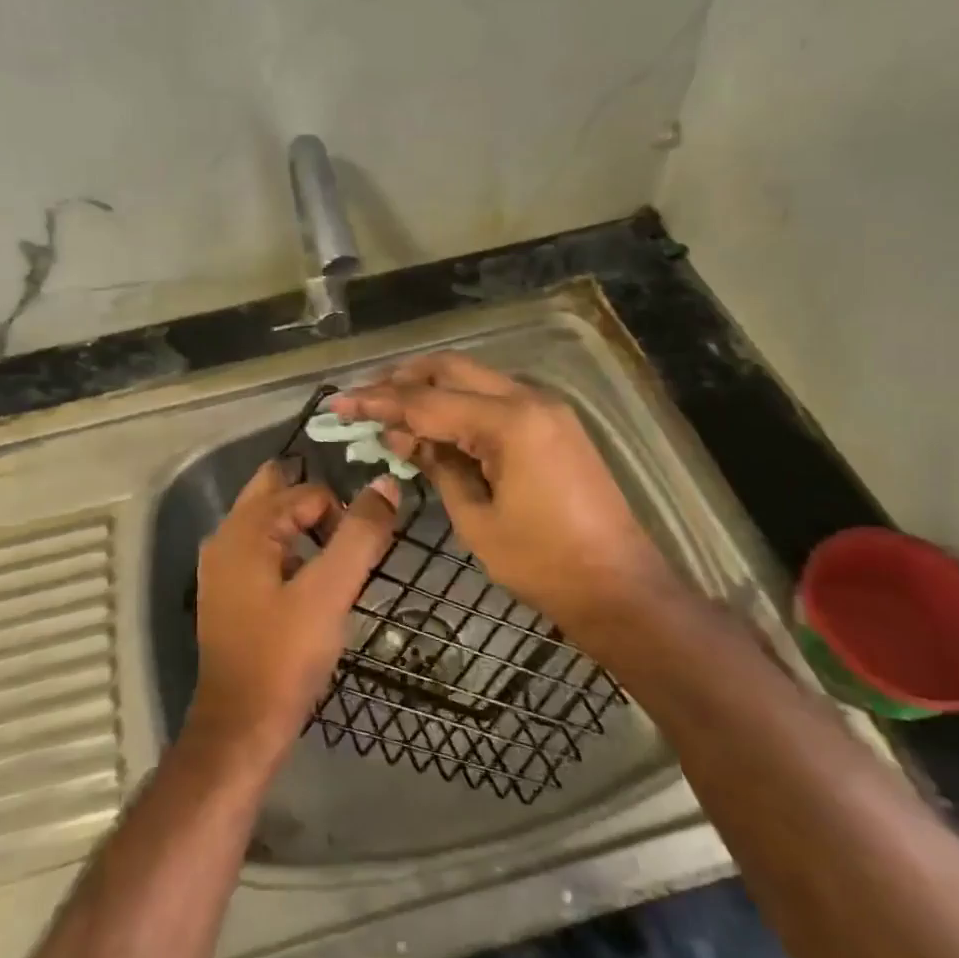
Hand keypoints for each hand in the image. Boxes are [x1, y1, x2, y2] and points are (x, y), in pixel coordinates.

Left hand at [186, 459, 400, 766]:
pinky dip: (290, 555)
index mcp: (245, 528)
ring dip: (304, 531)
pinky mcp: (228, 593)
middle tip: (348, 543)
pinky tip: (309, 590)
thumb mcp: (331, 592)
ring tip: (335, 568)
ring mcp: (222, 566)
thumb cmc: (285, 656)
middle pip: (278, 492)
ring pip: (270, 523)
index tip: (361, 555)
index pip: (307, 492)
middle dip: (317, 507)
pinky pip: (264, 551)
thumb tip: (386, 484)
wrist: (241, 727)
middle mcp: (225, 537)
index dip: (342, 515)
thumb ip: (360, 535)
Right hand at [332, 353, 673, 645]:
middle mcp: (529, 399)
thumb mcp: (476, 519)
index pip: (428, 401)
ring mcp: (546, 408)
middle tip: (364, 400)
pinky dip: (459, 404)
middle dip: (403, 380)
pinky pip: (495, 399)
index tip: (339, 404)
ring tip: (391, 411)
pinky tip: (433, 425)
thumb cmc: (543, 564)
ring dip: (430, 388)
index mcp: (510, 423)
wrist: (620, 588)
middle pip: (452, 369)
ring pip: (474, 378)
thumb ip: (438, 466)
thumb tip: (404, 436)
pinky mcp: (553, 423)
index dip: (378, 402)